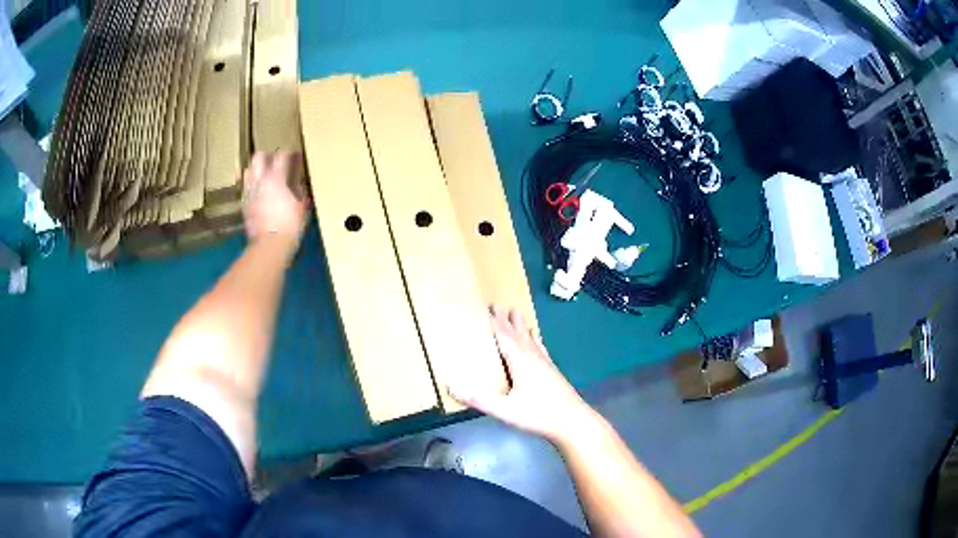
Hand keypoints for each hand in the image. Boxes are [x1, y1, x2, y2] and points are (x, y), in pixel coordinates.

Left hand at [243, 152, 308, 253]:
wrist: (270, 245)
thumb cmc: (290, 225)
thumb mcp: (301, 206)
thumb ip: (299, 190)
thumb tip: (297, 183)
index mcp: (276, 178)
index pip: (281, 156)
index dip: (289, 153)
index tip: (294, 155)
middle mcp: (260, 181)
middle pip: (258, 157)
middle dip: (267, 156)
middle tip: (275, 161)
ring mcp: (249, 192)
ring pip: (248, 171)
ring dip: (256, 170)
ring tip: (263, 175)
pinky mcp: (244, 205)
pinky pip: (246, 188)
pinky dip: (252, 186)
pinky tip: (258, 192)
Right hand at [450, 306, 598, 445]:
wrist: (572, 421)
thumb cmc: (538, 414)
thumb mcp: (505, 410)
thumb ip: (479, 399)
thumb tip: (451, 385)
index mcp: (520, 361)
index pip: (505, 336)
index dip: (495, 322)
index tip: (489, 306)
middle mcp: (533, 357)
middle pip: (518, 333)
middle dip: (507, 319)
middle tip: (499, 304)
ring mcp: (545, 363)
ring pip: (530, 338)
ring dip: (521, 325)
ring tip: (517, 313)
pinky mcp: (552, 371)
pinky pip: (540, 348)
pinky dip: (535, 339)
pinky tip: (537, 338)